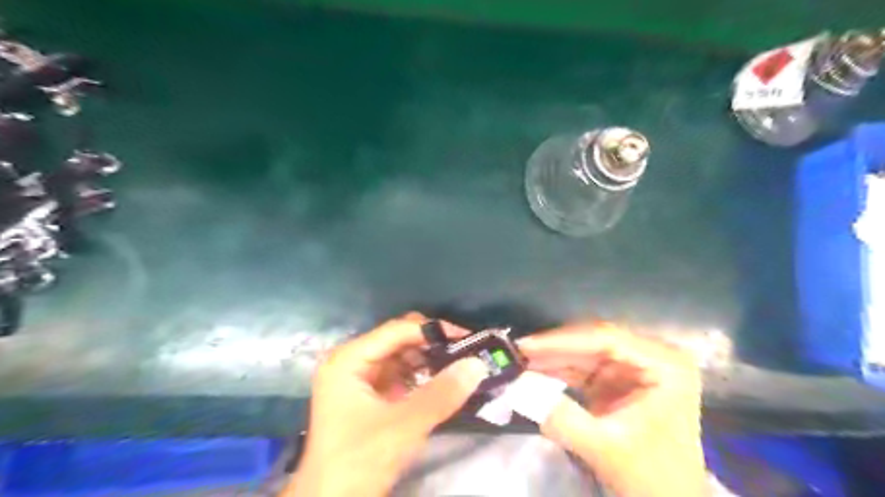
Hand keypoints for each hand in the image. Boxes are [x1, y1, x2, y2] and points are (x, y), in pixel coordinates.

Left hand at [289, 314, 482, 495]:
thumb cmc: (359, 461)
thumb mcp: (403, 427)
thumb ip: (441, 394)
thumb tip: (478, 364)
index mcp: (349, 359)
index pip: (397, 331)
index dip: (432, 330)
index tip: (467, 338)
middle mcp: (352, 361)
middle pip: (399, 340)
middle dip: (432, 345)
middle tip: (466, 353)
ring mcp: (361, 379)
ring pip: (403, 357)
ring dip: (430, 361)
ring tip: (461, 366)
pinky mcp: (371, 396)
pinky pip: (402, 376)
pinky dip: (423, 378)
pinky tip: (444, 383)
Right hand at [521, 322, 706, 495]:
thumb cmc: (651, 476)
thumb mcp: (606, 447)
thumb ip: (561, 418)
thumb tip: (517, 388)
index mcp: (665, 363)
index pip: (607, 339)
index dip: (562, 340)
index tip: (526, 345)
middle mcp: (650, 355)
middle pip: (593, 341)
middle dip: (553, 348)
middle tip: (516, 352)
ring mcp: (632, 365)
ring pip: (583, 351)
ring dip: (551, 358)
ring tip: (517, 362)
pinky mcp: (616, 378)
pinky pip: (581, 367)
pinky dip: (557, 371)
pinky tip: (533, 373)